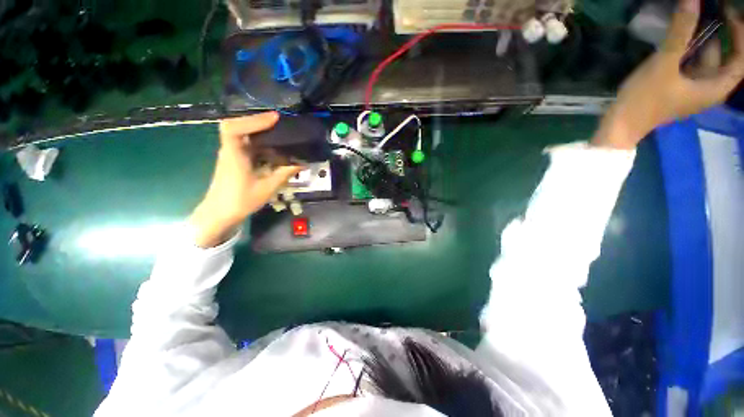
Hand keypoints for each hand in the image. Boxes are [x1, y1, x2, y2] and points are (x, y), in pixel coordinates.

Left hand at [190, 112, 302, 247]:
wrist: (220, 214)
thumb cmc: (240, 201)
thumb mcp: (266, 188)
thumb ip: (284, 174)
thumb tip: (302, 164)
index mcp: (233, 156)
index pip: (234, 128)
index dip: (253, 120)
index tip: (275, 118)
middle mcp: (230, 151)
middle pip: (239, 127)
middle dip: (259, 122)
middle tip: (280, 122)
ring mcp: (231, 155)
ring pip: (243, 135)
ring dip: (260, 131)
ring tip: (280, 132)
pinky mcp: (235, 160)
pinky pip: (247, 145)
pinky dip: (260, 142)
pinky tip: (273, 147)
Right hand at [594, 0, 743, 148]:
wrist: (620, 126)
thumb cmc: (645, 100)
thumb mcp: (664, 65)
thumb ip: (681, 32)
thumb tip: (693, 0)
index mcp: (715, 87)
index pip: (740, 58)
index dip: (739, 34)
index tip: (728, 10)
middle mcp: (708, 87)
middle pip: (722, 55)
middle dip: (718, 31)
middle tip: (708, 7)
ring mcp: (691, 87)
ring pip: (704, 57)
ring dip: (700, 38)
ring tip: (692, 16)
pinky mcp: (676, 86)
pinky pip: (690, 62)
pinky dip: (688, 48)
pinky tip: (679, 36)